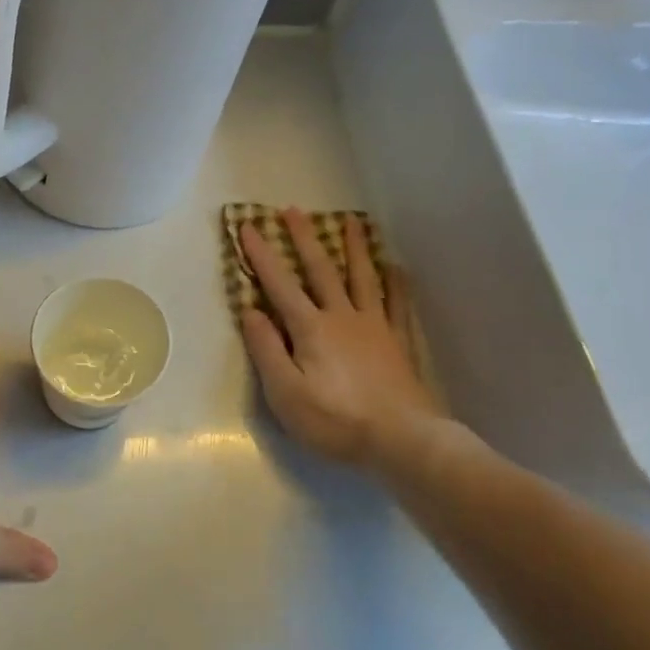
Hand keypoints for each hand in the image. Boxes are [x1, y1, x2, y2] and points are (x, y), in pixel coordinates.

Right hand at [238, 209, 456, 473]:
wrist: (402, 440)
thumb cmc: (335, 420)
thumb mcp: (285, 393)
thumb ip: (267, 349)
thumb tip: (250, 310)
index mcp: (311, 328)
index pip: (279, 284)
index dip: (261, 255)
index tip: (247, 226)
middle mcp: (342, 316)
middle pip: (322, 269)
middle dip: (304, 238)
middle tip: (293, 209)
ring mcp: (375, 326)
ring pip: (363, 277)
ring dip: (354, 247)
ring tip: (351, 220)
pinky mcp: (398, 342)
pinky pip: (396, 303)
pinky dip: (395, 283)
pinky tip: (395, 268)